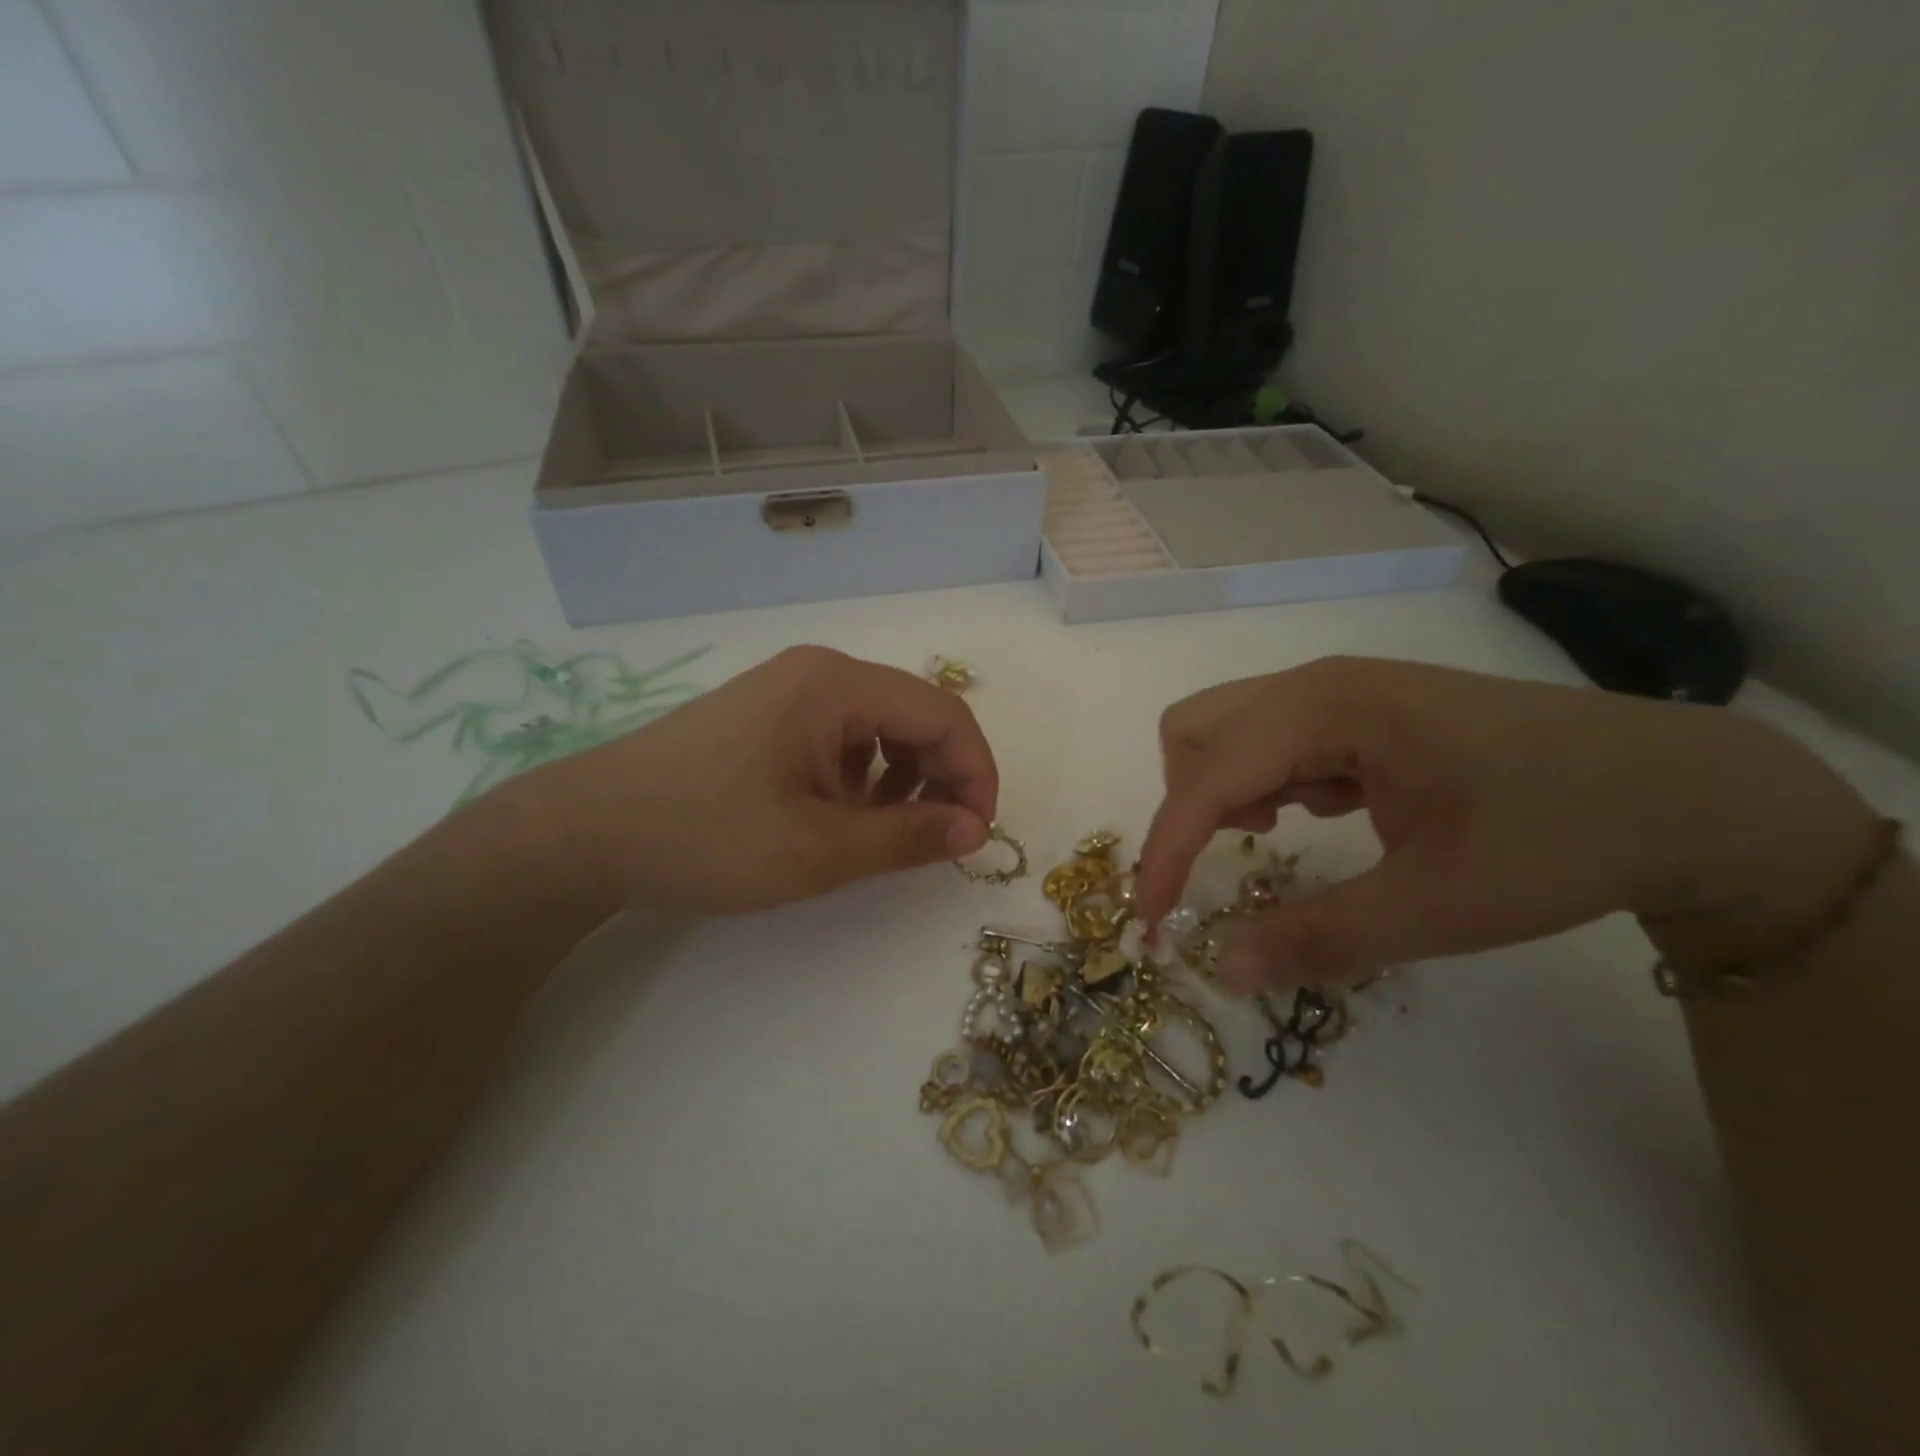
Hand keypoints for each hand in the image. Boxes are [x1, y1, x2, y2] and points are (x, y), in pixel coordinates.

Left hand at [513, 646, 997, 914]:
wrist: (585, 833)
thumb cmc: (706, 838)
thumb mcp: (818, 850)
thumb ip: (907, 837)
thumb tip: (975, 831)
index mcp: (836, 685)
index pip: (943, 714)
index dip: (976, 773)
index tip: (977, 834)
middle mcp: (818, 672)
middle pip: (914, 713)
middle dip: (941, 776)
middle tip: (939, 839)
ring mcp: (788, 690)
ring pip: (879, 726)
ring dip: (902, 777)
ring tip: (884, 830)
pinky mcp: (766, 715)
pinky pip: (840, 736)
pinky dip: (861, 775)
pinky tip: (840, 814)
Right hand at [1135, 657, 1878, 991]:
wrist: (1685, 792)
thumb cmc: (1555, 839)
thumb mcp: (1434, 907)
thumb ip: (1315, 937)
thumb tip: (1218, 969)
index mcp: (1325, 709)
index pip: (1205, 778)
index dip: (1166, 851)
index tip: (1152, 922)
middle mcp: (1318, 684)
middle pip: (1196, 729)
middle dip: (1188, 801)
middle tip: (1236, 855)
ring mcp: (1343, 688)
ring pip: (1231, 727)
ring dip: (1225, 786)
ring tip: (1283, 832)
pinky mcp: (1365, 706)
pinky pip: (1275, 733)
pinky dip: (1267, 777)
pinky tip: (1330, 808)